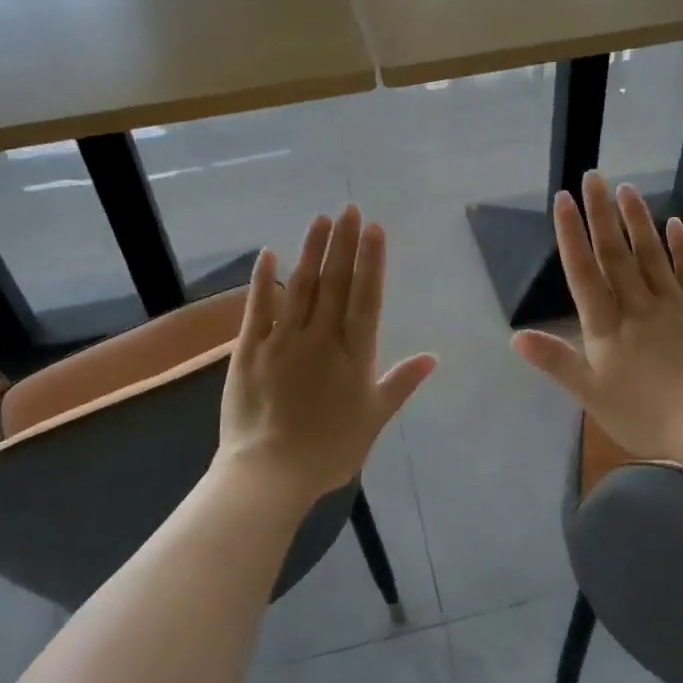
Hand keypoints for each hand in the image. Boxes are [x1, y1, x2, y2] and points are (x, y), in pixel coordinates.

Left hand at [214, 205, 435, 506]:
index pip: (366, 296)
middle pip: (335, 282)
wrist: (270, 474)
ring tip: (320, 219)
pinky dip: (264, 279)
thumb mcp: (374, 419)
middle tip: (348, 208)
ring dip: (311, 250)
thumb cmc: (329, 451)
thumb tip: (433, 357)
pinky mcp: (250, 350)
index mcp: (353, 354)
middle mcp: (321, 337)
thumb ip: (400, 383)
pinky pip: (257, 308)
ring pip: (300, 286)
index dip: (371, 260)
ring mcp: (283, 340)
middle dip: (343, 243)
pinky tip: (269, 253)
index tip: (373, 228)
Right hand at [511, 171, 682, 465]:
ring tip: (627, 188)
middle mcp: (638, 306)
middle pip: (615, 253)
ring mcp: (676, 305)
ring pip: (652, 254)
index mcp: (608, 326)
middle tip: (593, 176)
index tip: (563, 199)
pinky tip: (674, 224)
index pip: (584, 271)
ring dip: (637, 220)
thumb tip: (514, 336)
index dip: (571, 234)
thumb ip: (556, 361)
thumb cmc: (649, 416)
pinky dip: (682, 247)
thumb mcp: (592, 396)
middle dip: (601, 213)